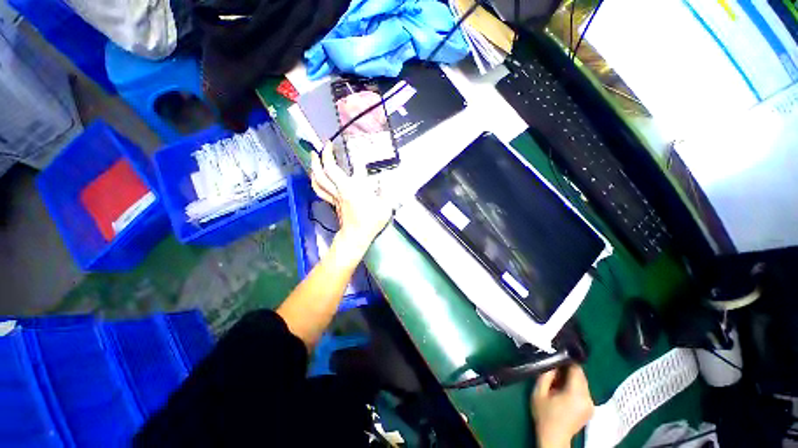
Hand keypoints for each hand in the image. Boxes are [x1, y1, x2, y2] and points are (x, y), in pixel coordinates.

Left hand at [310, 142, 394, 254]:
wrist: (356, 236)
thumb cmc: (370, 222)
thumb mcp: (385, 207)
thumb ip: (387, 192)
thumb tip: (386, 180)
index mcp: (356, 189)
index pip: (356, 168)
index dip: (360, 158)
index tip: (361, 152)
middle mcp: (342, 189)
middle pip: (328, 170)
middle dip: (325, 155)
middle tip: (327, 144)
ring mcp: (334, 196)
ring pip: (319, 179)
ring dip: (314, 165)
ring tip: (313, 155)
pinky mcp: (332, 202)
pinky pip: (319, 189)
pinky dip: (315, 180)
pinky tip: (315, 175)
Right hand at [532, 365, 593, 447]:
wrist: (553, 438)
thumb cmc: (545, 415)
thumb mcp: (539, 392)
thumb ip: (546, 375)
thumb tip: (552, 363)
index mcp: (577, 393)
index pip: (577, 369)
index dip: (566, 361)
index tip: (555, 358)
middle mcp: (588, 398)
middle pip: (581, 375)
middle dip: (567, 370)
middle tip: (553, 370)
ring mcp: (591, 404)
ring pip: (582, 382)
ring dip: (570, 378)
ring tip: (556, 381)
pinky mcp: (590, 409)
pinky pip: (583, 390)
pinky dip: (574, 386)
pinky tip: (563, 391)